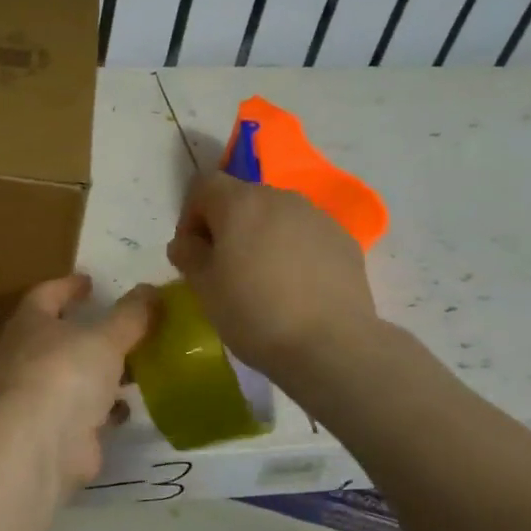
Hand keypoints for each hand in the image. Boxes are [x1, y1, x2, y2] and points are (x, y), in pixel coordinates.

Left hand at [0, 275, 154, 493]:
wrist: (42, 443)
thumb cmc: (67, 373)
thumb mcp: (106, 337)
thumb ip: (131, 314)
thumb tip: (150, 290)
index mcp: (29, 323)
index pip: (45, 294)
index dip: (68, 286)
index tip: (90, 282)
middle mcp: (25, 355)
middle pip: (57, 335)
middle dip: (86, 330)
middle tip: (117, 323)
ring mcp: (36, 393)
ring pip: (71, 373)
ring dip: (98, 369)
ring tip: (132, 363)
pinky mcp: (52, 426)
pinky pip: (81, 408)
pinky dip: (101, 404)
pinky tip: (125, 405)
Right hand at [166, 172, 380, 377]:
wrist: (331, 346)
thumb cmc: (254, 313)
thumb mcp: (203, 287)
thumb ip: (188, 255)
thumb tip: (186, 243)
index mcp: (240, 203)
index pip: (204, 185)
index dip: (190, 214)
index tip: (193, 251)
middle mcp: (281, 198)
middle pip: (242, 198)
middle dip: (227, 226)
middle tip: (223, 269)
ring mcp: (318, 217)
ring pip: (276, 216)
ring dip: (261, 237)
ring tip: (262, 280)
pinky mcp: (344, 240)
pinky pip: (305, 235)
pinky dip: (293, 251)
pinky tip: (294, 288)